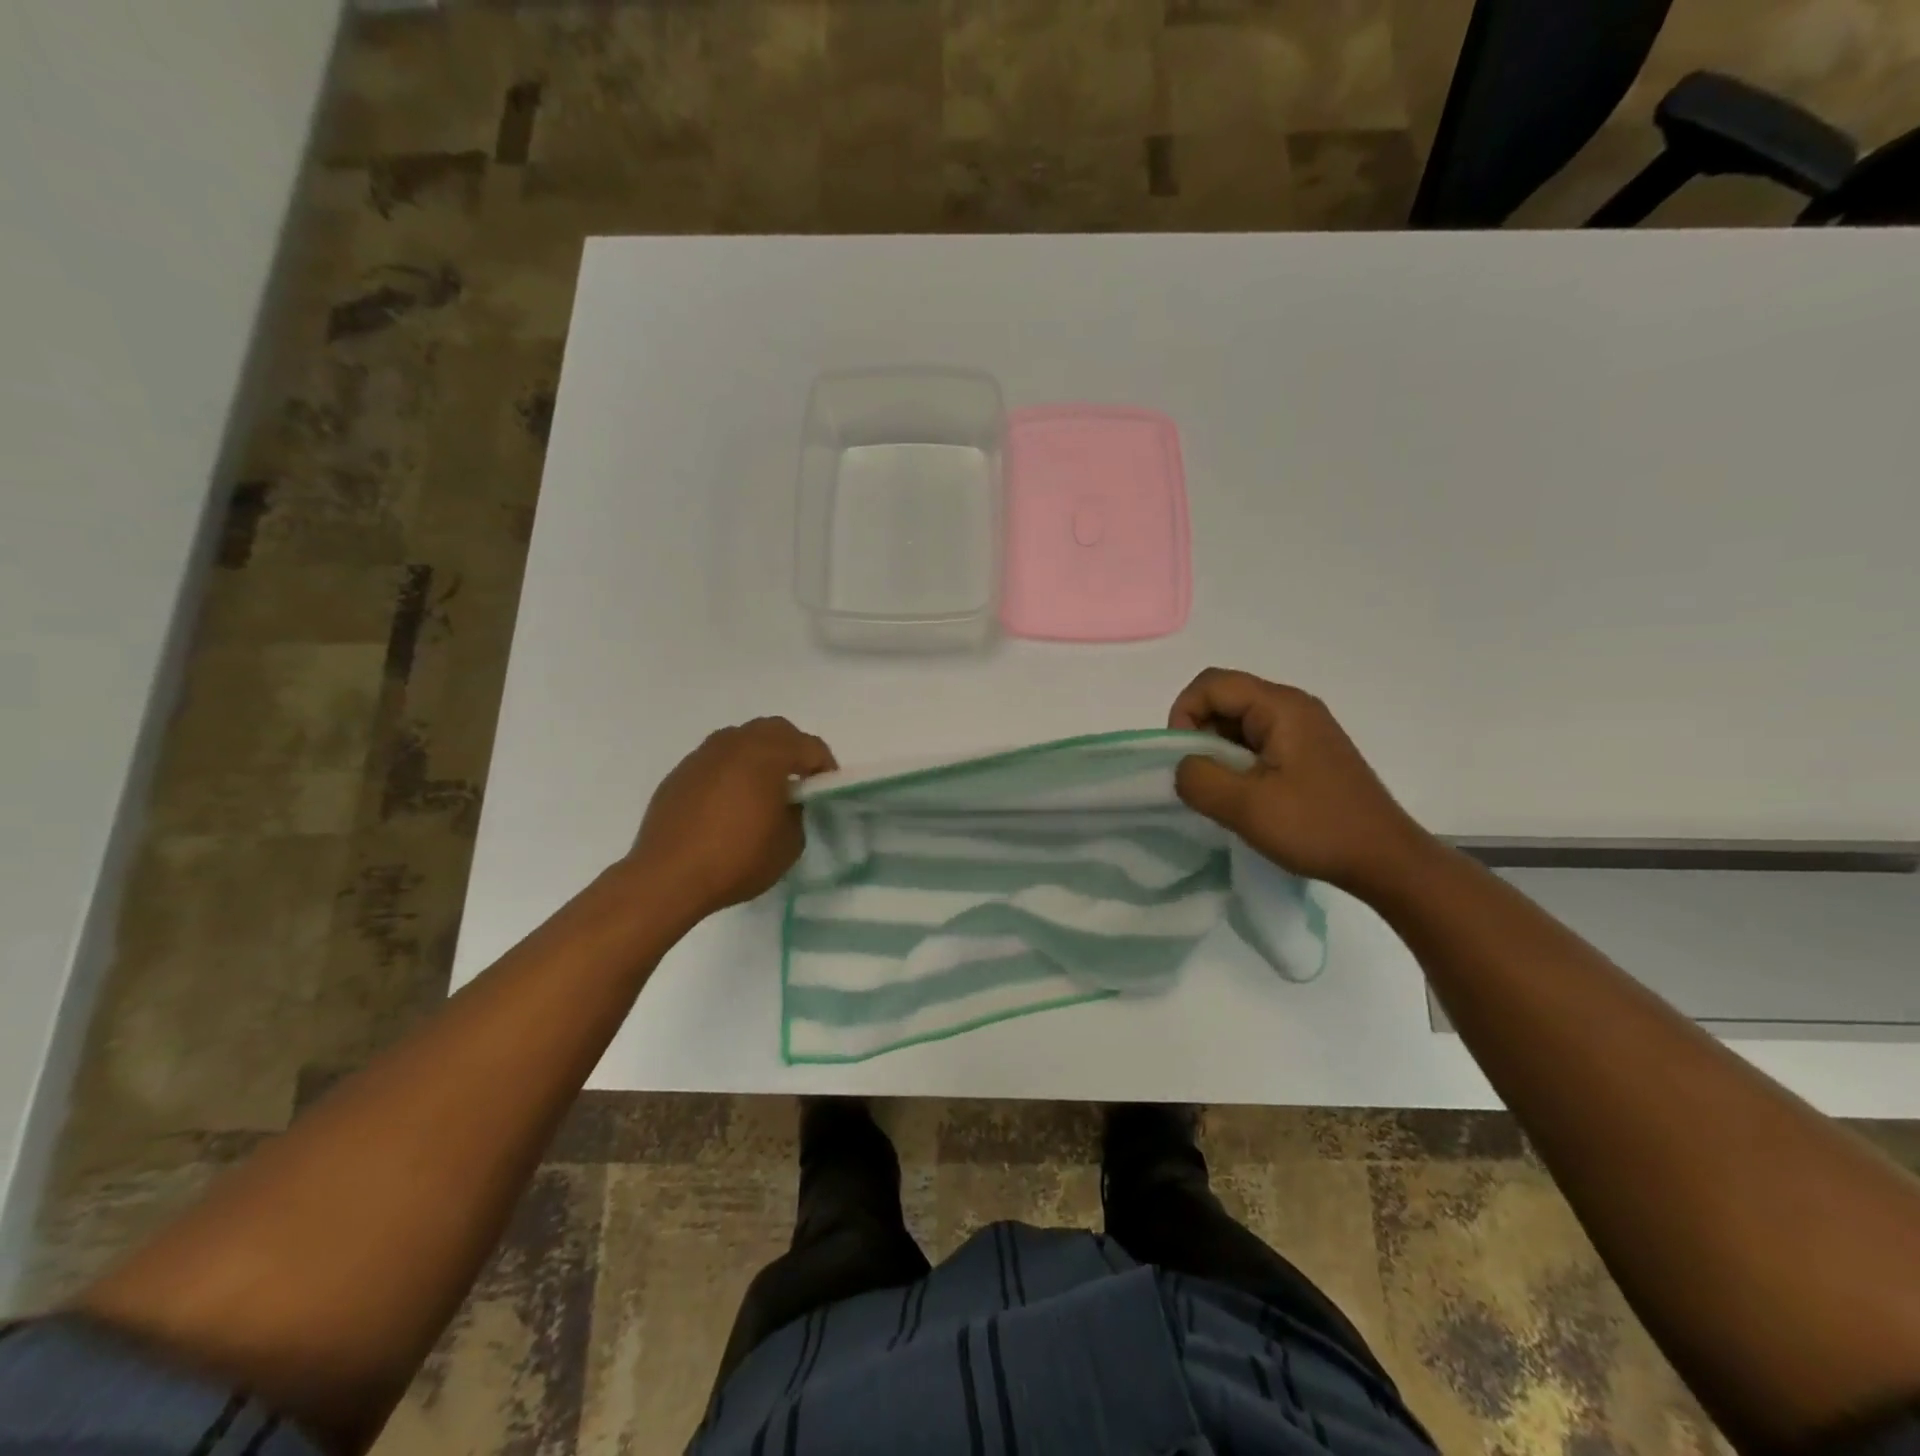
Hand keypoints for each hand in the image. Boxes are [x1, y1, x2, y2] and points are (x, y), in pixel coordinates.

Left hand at [629, 717, 835, 921]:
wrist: (667, 878)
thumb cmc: (737, 859)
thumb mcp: (789, 843)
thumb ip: (798, 811)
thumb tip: (789, 801)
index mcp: (767, 754)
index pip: (810, 746)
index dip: (825, 767)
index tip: (827, 791)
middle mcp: (734, 743)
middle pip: (775, 730)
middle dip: (794, 750)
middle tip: (800, 781)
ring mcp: (703, 755)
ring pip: (742, 739)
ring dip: (760, 755)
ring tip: (764, 789)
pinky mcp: (680, 773)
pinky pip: (716, 759)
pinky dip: (732, 770)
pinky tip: (730, 802)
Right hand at [1169, 669, 1433, 896]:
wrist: (1386, 860)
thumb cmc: (1316, 827)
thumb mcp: (1244, 806)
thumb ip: (1198, 778)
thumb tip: (1184, 765)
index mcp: (1281, 707)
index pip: (1211, 684)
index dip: (1184, 714)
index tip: (1184, 759)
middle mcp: (1294, 706)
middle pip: (1225, 698)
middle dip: (1199, 733)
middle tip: (1202, 779)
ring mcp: (1305, 728)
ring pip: (1239, 722)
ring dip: (1219, 751)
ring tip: (1223, 792)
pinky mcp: (1310, 752)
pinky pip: (1259, 741)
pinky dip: (1239, 761)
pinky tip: (1246, 796)